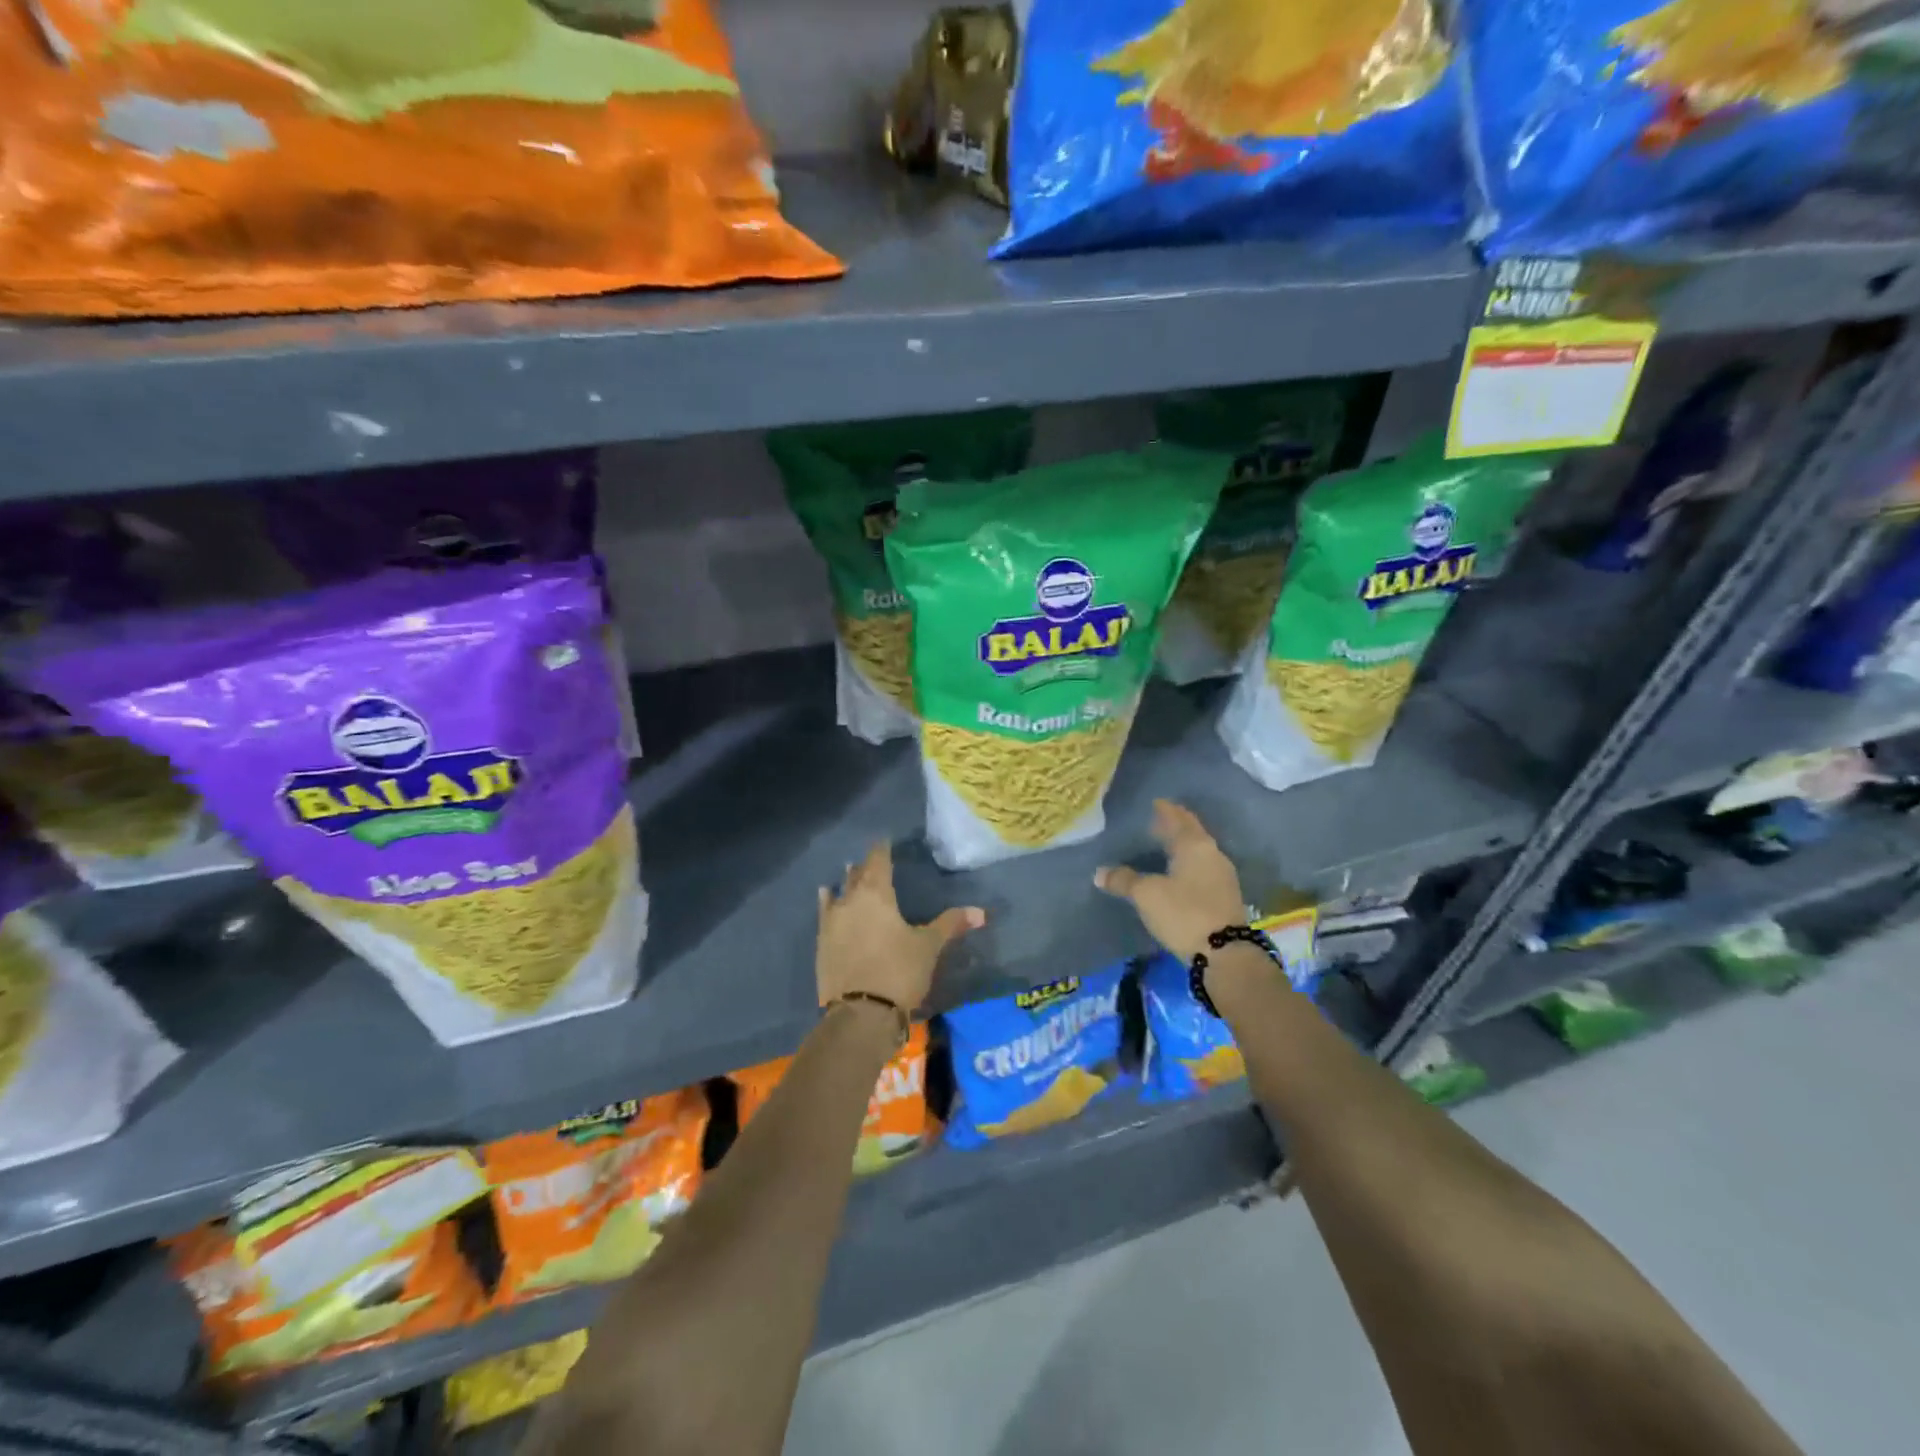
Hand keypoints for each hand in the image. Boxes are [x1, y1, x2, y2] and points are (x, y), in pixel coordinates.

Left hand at [816, 842, 983, 1012]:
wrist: (860, 1014)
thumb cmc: (899, 971)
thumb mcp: (929, 947)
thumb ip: (950, 924)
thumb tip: (981, 912)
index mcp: (877, 894)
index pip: (878, 861)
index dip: (882, 850)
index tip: (885, 841)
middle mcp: (850, 901)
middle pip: (857, 876)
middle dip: (865, 867)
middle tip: (871, 859)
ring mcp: (832, 923)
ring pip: (838, 893)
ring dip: (845, 882)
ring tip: (847, 872)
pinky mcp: (822, 945)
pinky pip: (825, 914)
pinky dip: (828, 903)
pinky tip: (825, 897)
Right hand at [1094, 800, 1245, 961]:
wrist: (1225, 953)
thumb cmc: (1183, 913)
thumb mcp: (1146, 895)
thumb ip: (1123, 880)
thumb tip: (1100, 872)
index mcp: (1194, 845)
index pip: (1176, 818)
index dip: (1164, 810)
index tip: (1155, 802)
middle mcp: (1212, 854)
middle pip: (1191, 832)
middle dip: (1175, 824)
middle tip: (1157, 819)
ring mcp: (1222, 875)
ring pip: (1198, 850)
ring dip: (1182, 844)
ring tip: (1164, 844)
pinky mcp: (1224, 896)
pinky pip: (1202, 868)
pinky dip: (1188, 863)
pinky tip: (1177, 871)